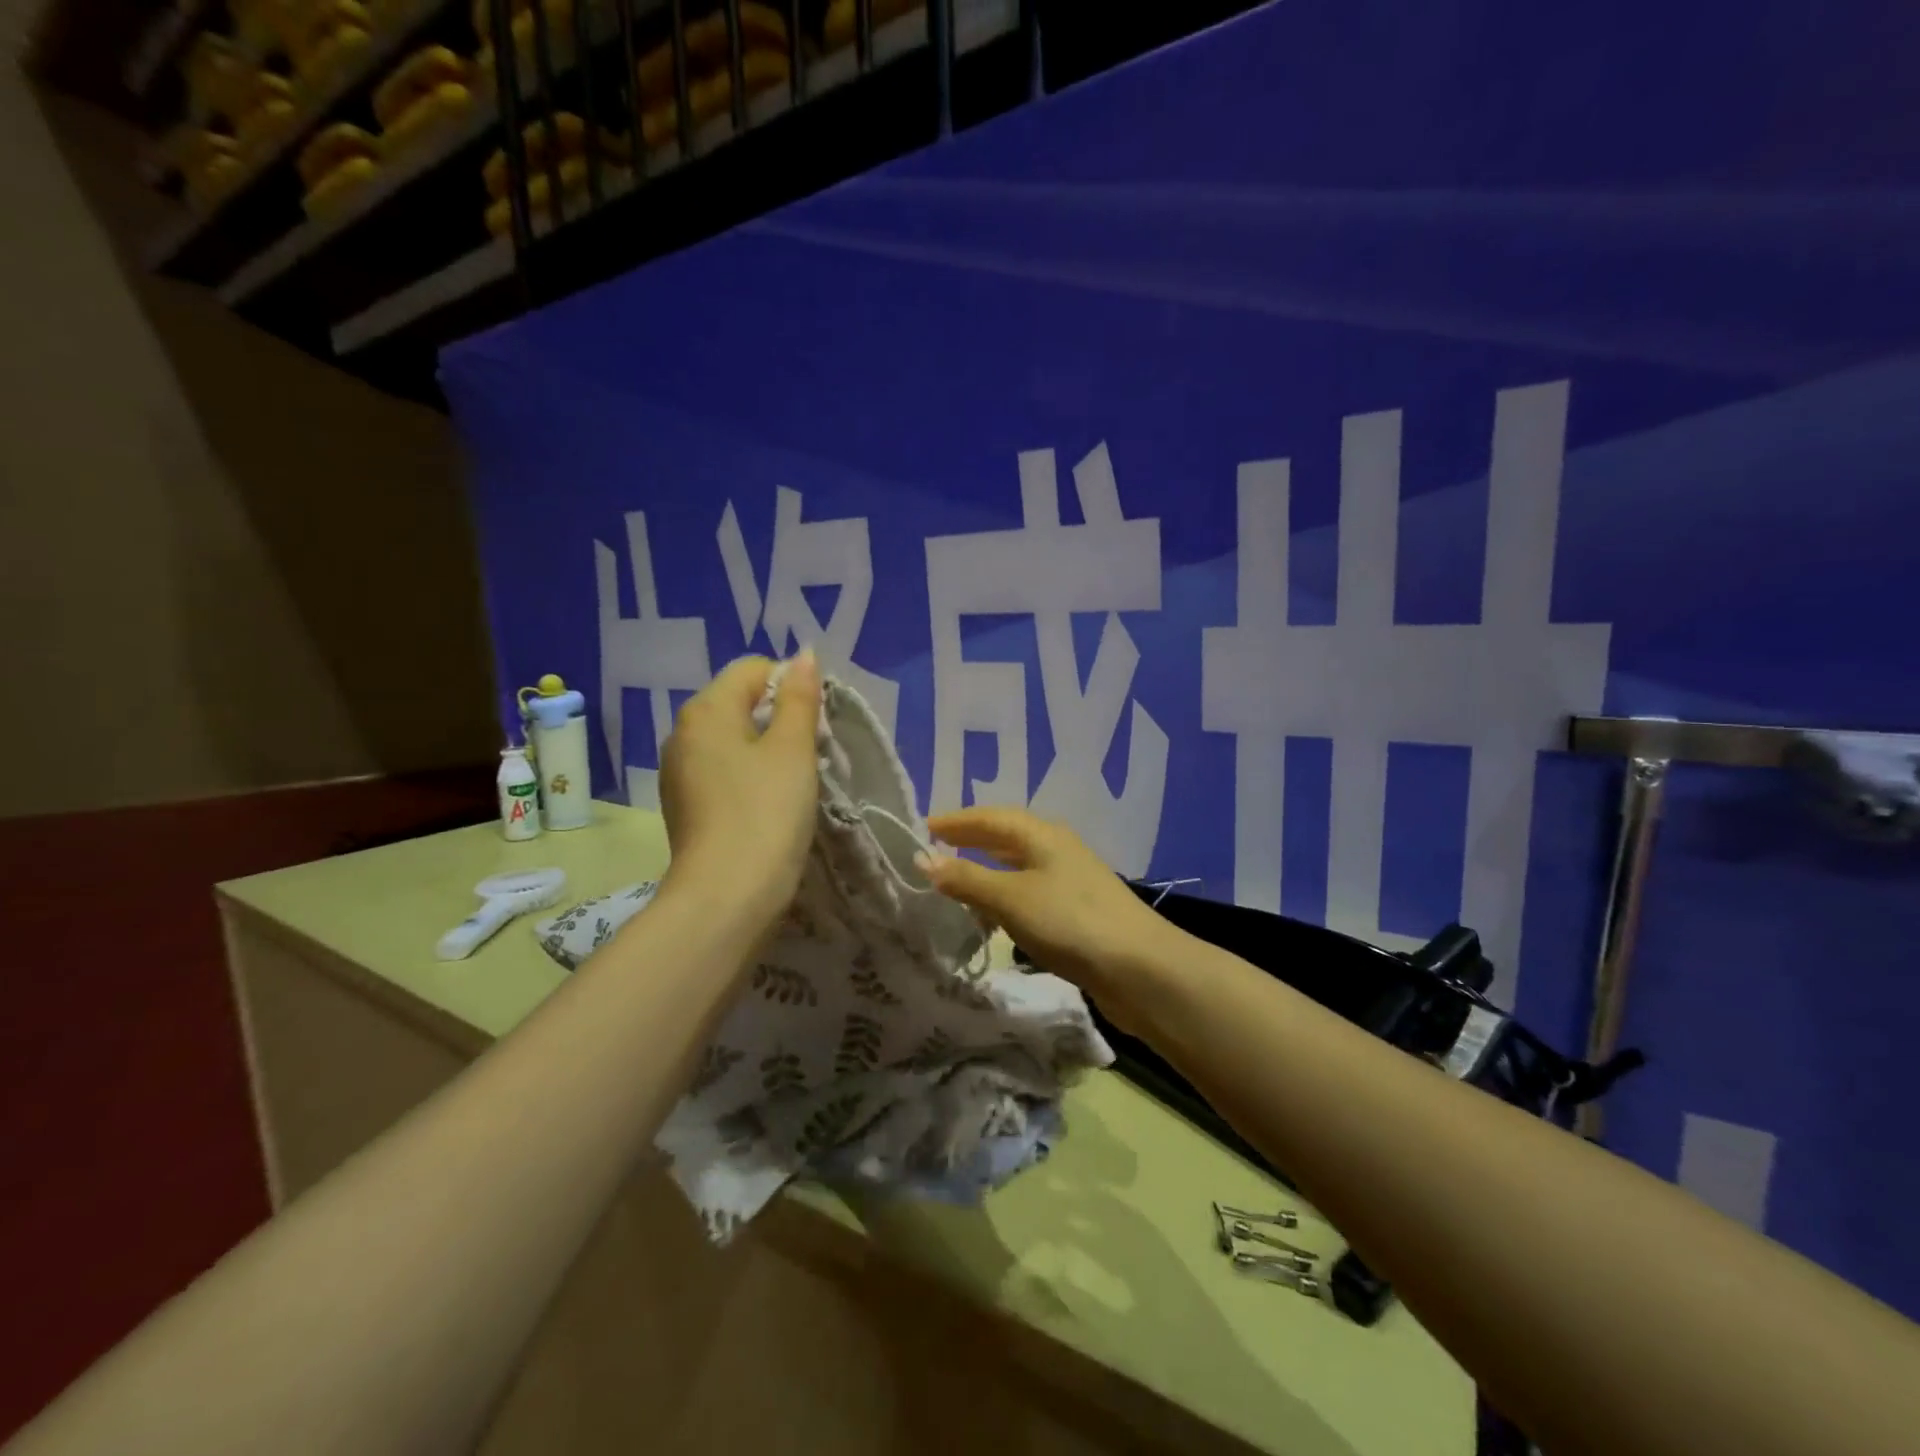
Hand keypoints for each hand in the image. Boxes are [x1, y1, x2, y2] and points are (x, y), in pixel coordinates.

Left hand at [658, 652, 820, 925]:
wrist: (726, 896)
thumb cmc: (766, 812)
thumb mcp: (793, 749)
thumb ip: (800, 697)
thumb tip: (804, 655)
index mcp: (706, 709)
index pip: (754, 669)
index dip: (793, 685)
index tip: (817, 723)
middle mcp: (683, 732)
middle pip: (740, 702)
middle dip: (780, 717)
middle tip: (811, 752)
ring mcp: (678, 771)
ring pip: (732, 739)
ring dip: (766, 748)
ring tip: (793, 781)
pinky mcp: (684, 804)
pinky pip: (722, 770)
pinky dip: (748, 775)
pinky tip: (767, 804)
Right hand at [919, 807, 1172, 1016]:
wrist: (1139, 969)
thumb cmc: (1070, 922)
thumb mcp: (1011, 898)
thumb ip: (967, 879)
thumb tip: (924, 859)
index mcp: (1042, 835)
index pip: (990, 817)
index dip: (956, 821)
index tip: (922, 827)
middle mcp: (1056, 849)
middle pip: (1006, 838)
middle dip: (970, 842)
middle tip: (934, 851)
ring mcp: (1070, 881)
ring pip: (1017, 867)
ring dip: (986, 871)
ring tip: (955, 884)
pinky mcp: (1077, 912)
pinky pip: (1028, 893)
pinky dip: (1003, 898)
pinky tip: (993, 918)